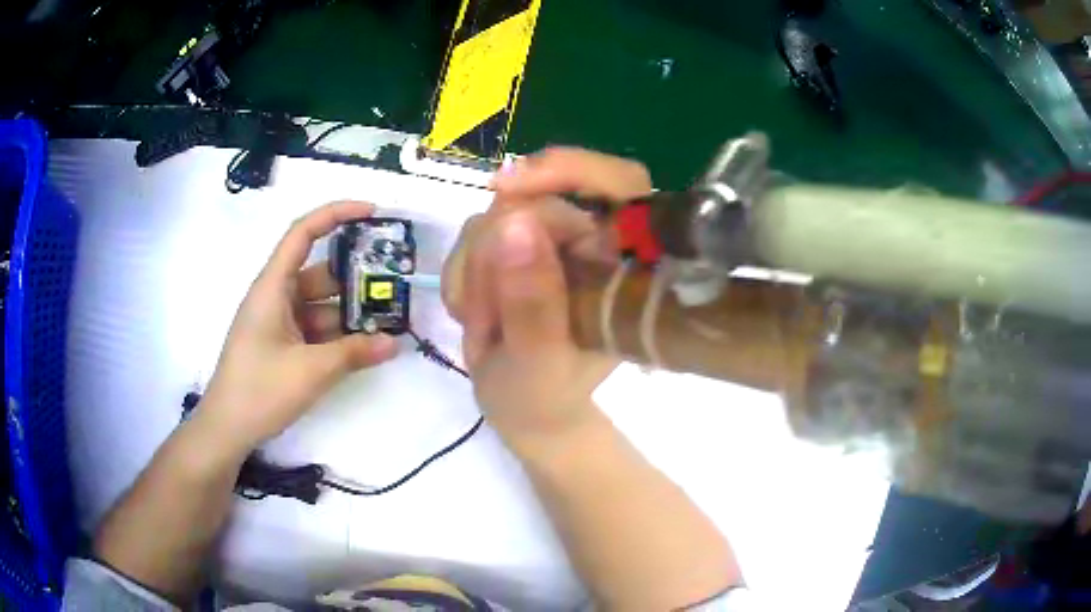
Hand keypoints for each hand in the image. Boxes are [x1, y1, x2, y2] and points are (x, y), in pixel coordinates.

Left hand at [197, 201, 398, 455]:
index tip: (372, 212)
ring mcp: (279, 322)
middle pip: (319, 272)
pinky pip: (315, 328)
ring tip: (389, 321)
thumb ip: (354, 353)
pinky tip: (365, 346)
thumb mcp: (311, 371)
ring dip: (350, 312)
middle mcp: (276, 296)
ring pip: (320, 304)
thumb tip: (395, 343)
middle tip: (394, 283)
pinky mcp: (282, 344)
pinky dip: (338, 334)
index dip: (336, 214)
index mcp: (273, 286)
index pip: (303, 233)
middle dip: (355, 276)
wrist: (228, 429)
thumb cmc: (260, 389)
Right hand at [443, 148, 651, 453]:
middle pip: (541, 197)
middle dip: (496, 250)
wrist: (523, 410)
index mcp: (626, 264)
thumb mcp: (539, 363)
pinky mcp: (517, 245)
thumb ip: (533, 304)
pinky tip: (472, 313)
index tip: (509, 188)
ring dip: (476, 270)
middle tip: (482, 309)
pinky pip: (474, 232)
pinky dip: (462, 273)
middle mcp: (595, 241)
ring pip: (499, 213)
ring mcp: (553, 240)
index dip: (572, 170)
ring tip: (483, 324)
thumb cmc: (544, 397)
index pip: (620, 183)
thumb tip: (516, 225)